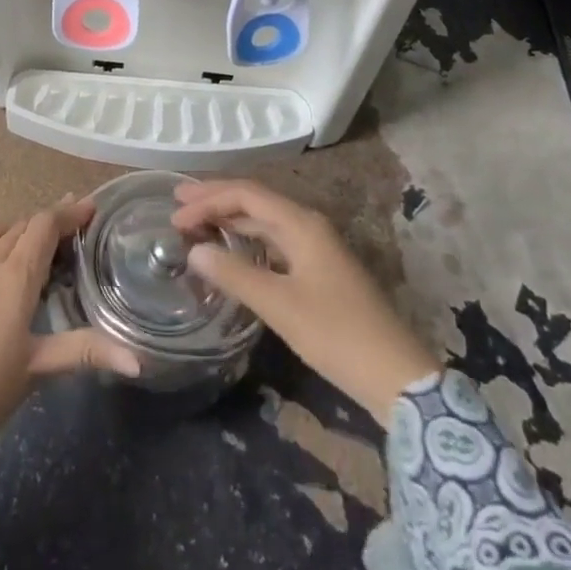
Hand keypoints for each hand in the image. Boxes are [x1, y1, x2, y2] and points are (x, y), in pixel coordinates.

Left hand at [0, 199, 141, 444]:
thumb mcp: (38, 370)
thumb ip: (86, 353)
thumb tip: (138, 360)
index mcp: (15, 279)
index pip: (45, 228)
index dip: (68, 213)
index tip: (88, 207)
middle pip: (18, 229)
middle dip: (43, 223)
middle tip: (64, 230)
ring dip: (2, 230)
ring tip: (19, 238)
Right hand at [173, 178, 439, 421]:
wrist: (396, 375)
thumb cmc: (336, 334)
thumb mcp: (279, 305)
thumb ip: (234, 274)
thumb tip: (194, 250)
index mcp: (301, 223)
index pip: (246, 194)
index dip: (208, 200)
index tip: (174, 216)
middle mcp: (308, 225)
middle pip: (255, 201)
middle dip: (215, 200)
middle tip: (177, 203)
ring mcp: (316, 247)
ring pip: (265, 221)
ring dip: (230, 219)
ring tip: (196, 223)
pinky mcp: (319, 269)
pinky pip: (274, 241)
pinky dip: (247, 240)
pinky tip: (231, 252)